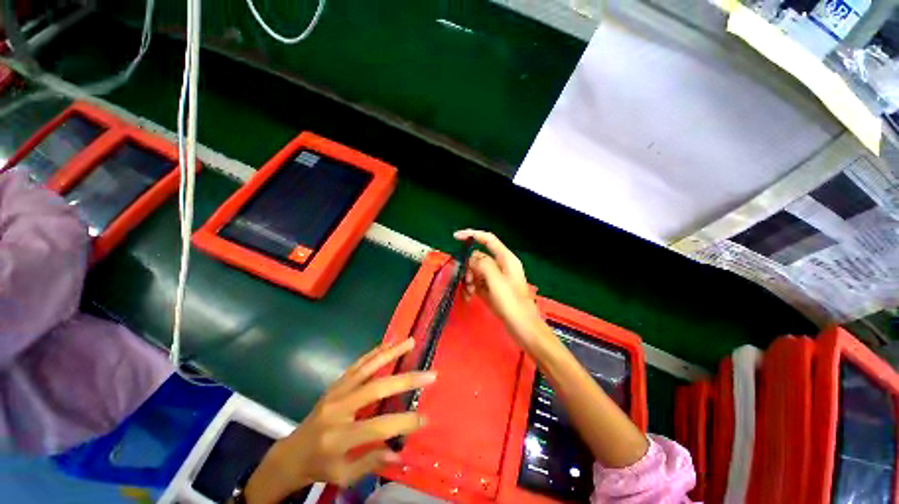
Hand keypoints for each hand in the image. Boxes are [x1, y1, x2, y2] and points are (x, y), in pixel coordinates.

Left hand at [244, 338, 435, 503]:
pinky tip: (388, 343)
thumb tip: (399, 451)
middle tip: (430, 375)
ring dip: (391, 353)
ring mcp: (336, 392)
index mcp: (339, 437)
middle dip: (406, 380)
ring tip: (410, 342)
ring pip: (367, 367)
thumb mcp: (342, 476)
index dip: (403, 422)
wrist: (290, 453)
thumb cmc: (319, 467)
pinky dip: (374, 352)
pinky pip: (357, 364)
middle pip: (376, 388)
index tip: (425, 418)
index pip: (378, 427)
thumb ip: (370, 463)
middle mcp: (338, 409)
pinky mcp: (335, 384)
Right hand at [454, 230, 548, 351]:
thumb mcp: (496, 281)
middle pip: (479, 257)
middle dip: (469, 266)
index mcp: (506, 259)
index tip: (455, 237)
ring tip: (470, 293)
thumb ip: (483, 264)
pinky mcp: (492, 289)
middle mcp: (501, 265)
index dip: (472, 234)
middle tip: (467, 280)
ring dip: (469, 279)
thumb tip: (471, 258)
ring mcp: (496, 278)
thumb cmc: (512, 303)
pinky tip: (470, 297)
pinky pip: (478, 282)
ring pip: (476, 270)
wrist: (523, 328)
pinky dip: (472, 287)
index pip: (488, 239)